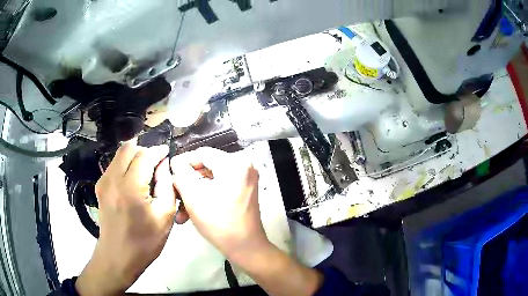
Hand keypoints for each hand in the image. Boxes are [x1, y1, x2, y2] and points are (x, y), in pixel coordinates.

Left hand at [76, 142, 176, 295]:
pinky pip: (114, 165)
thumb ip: (166, 186)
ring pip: (120, 154)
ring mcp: (103, 182)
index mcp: (130, 187)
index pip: (144, 155)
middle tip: (156, 163)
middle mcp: (113, 179)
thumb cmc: (144, 242)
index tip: (167, 153)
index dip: (158, 151)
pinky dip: (126, 164)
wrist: (118, 257)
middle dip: (145, 150)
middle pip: (129, 148)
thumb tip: (164, 166)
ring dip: (135, 156)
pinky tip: (134, 180)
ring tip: (146, 171)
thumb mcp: (165, 217)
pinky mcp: (100, 187)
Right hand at [170, 147, 270, 258]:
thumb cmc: (219, 223)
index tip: (169, 173)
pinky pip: (219, 186)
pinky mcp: (244, 190)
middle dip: (188, 182)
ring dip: (194, 192)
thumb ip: (181, 173)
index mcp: (235, 163)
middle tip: (175, 193)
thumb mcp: (194, 196)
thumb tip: (176, 161)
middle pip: (206, 166)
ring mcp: (245, 179)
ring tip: (181, 209)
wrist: (246, 247)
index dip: (183, 162)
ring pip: (211, 179)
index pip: (202, 153)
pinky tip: (191, 211)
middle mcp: (244, 166)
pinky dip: (206, 196)